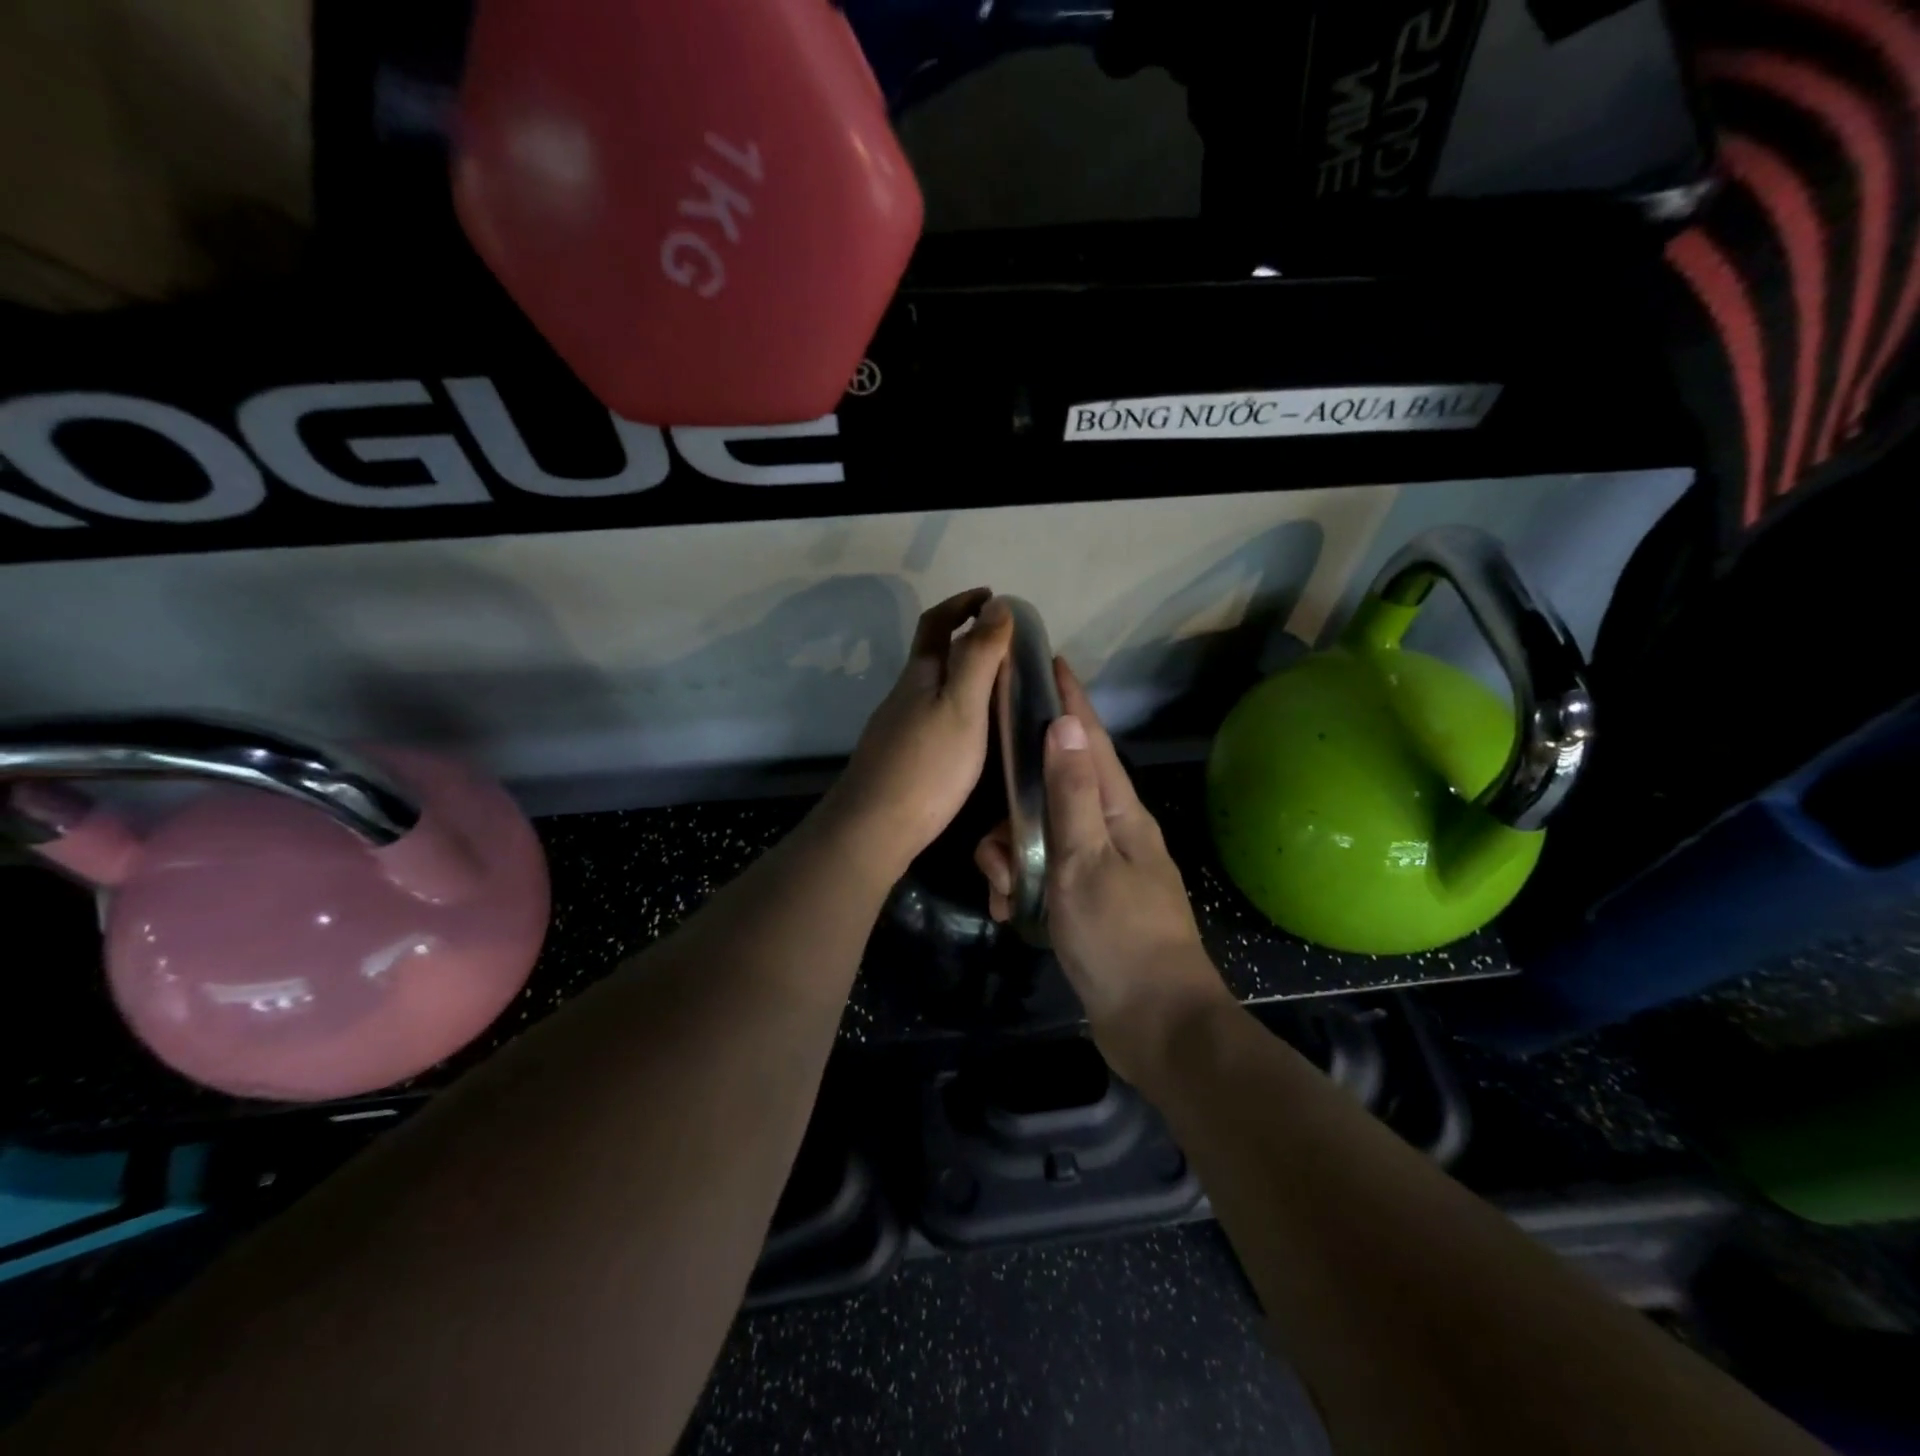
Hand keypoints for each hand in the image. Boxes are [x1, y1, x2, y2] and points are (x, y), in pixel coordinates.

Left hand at [820, 588, 1013, 881]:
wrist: (873, 828)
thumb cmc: (926, 766)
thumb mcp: (962, 706)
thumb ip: (979, 657)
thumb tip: (997, 604)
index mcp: (919, 675)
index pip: (937, 622)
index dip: (962, 603)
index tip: (991, 596)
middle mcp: (904, 694)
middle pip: (932, 653)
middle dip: (965, 638)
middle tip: (1007, 645)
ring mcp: (897, 727)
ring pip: (932, 687)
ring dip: (962, 676)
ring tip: (1001, 688)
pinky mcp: (899, 756)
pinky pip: (932, 716)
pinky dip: (956, 707)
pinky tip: (972, 732)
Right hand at [975, 660, 1232, 1082]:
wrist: (1154, 1022)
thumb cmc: (1119, 936)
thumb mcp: (1084, 860)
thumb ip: (1071, 793)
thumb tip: (1065, 723)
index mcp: (1119, 810)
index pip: (1090, 739)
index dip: (1071, 700)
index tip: (1052, 661)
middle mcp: (1112, 828)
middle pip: (1054, 789)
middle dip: (1016, 809)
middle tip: (996, 843)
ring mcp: (1100, 864)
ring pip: (1041, 833)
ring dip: (1013, 857)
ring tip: (1005, 892)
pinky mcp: (1087, 897)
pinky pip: (1044, 871)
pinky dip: (1023, 885)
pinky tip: (1011, 911)